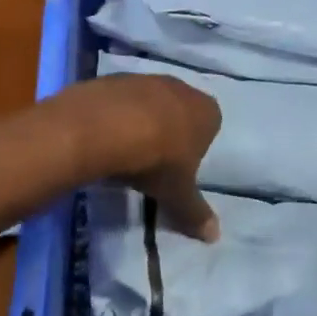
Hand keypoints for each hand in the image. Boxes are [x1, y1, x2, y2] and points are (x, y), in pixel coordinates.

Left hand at [72, 73, 221, 241]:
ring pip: (148, 103)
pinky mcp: (112, 79)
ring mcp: (145, 78)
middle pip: (179, 111)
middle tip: (152, 161)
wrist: (105, 128)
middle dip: (168, 132)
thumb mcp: (177, 194)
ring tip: (123, 150)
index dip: (195, 148)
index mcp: (206, 111)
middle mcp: (180, 87)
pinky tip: (102, 136)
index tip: (178, 168)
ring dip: (139, 122)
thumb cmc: (156, 161)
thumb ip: (195, 213)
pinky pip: (118, 100)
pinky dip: (113, 116)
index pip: (210, 127)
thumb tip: (214, 237)